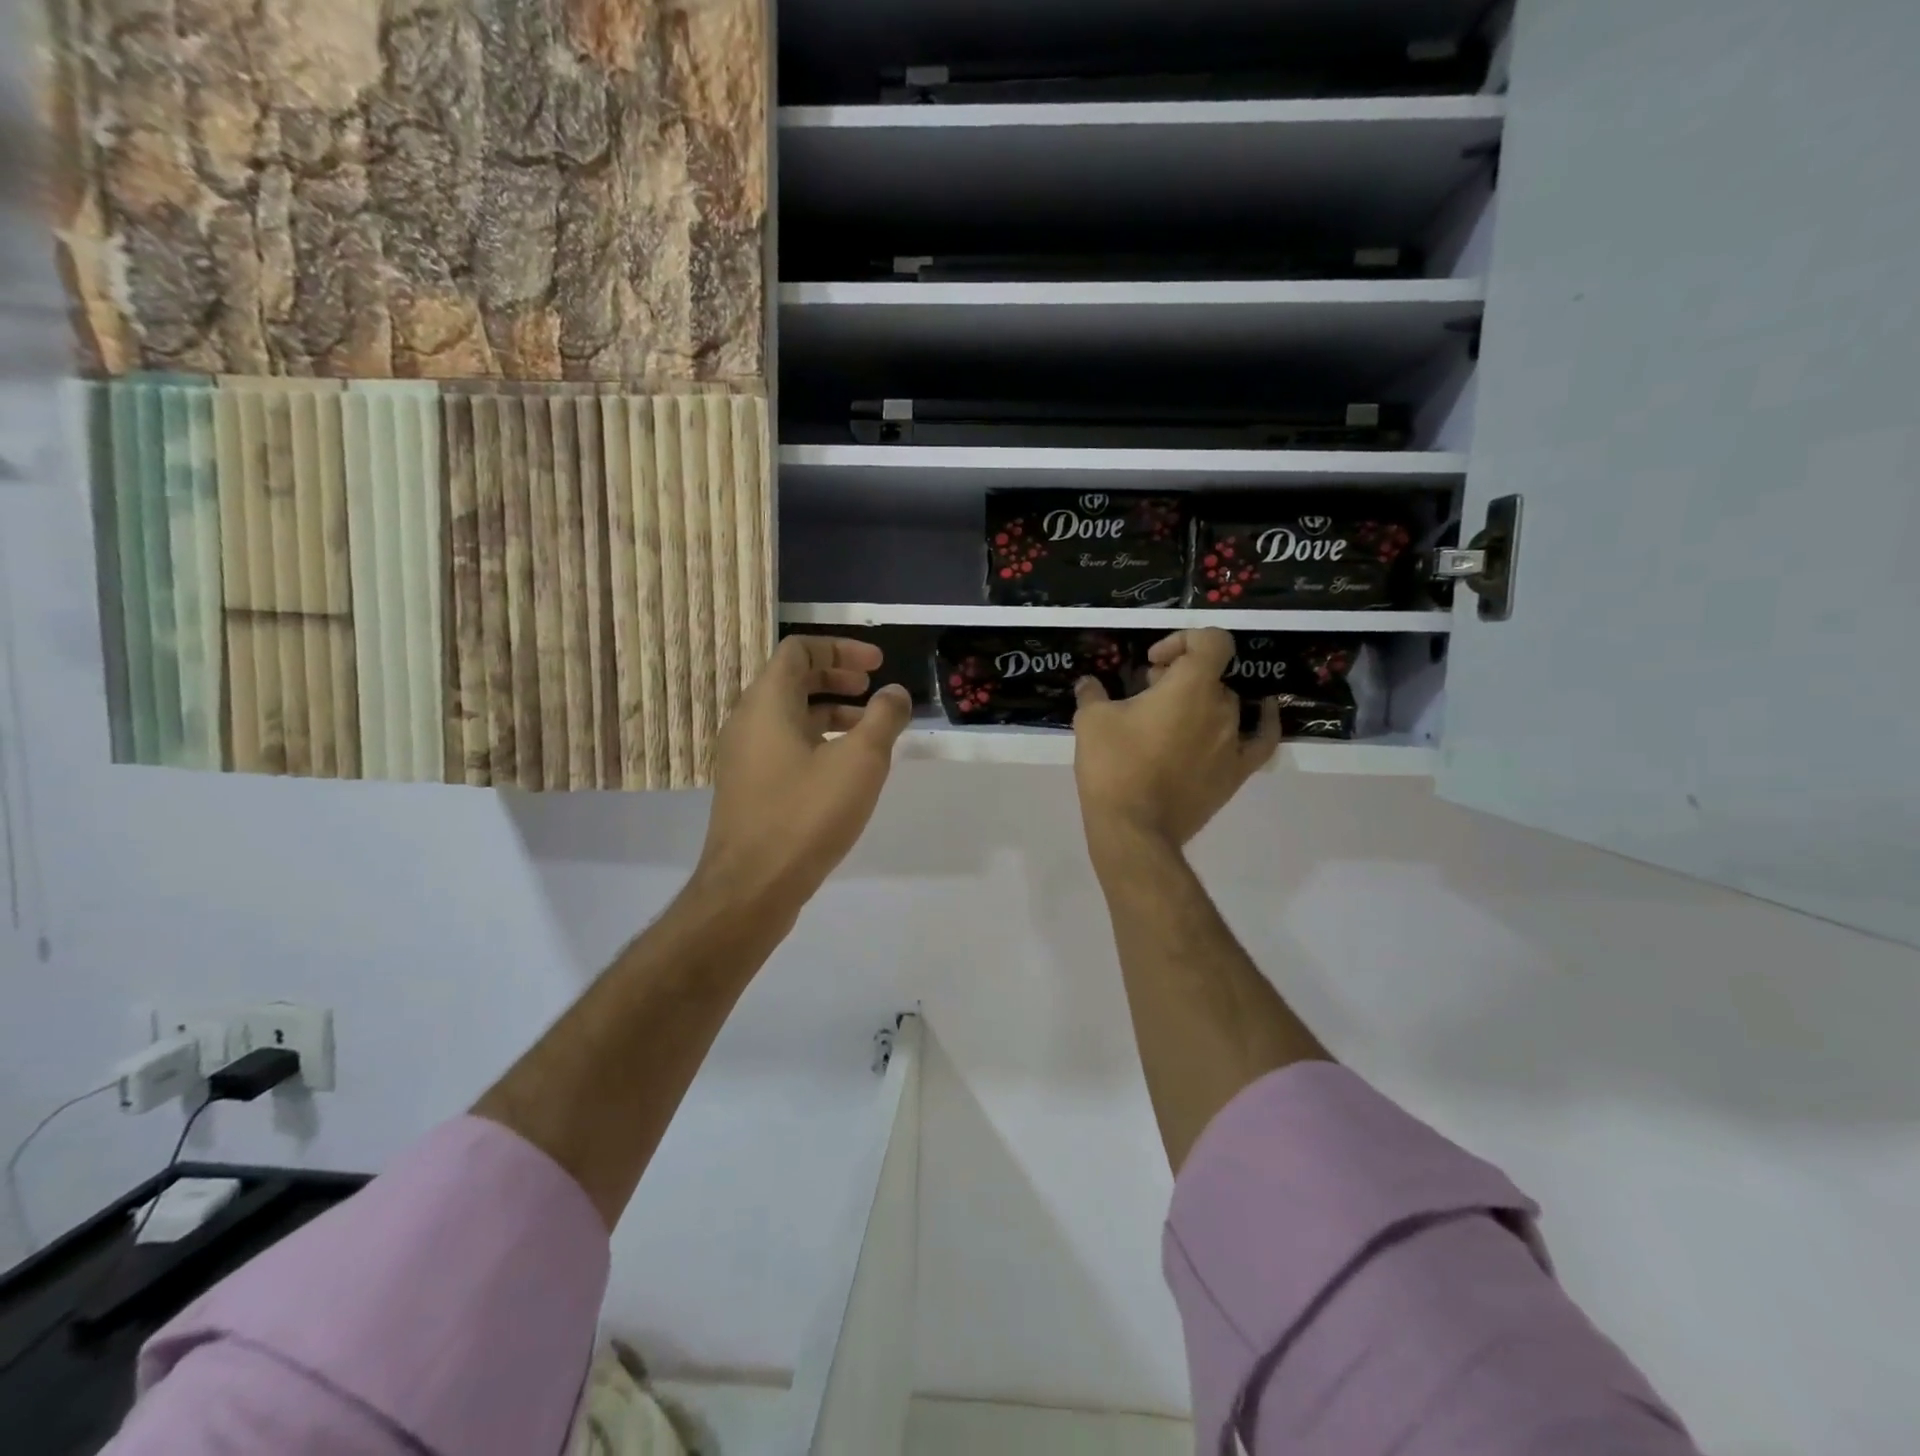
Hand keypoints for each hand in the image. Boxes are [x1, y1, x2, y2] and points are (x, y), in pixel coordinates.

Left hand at [695, 636, 912, 912]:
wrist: (751, 887)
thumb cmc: (806, 814)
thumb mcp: (860, 761)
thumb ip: (883, 718)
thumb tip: (895, 692)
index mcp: (767, 702)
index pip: (799, 650)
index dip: (841, 648)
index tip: (877, 665)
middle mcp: (748, 721)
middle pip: (793, 679)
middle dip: (837, 677)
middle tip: (873, 689)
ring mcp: (744, 756)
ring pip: (789, 716)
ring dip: (830, 712)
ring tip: (869, 730)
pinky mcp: (749, 787)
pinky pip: (784, 745)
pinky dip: (817, 741)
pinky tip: (845, 769)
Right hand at [1072, 628, 1279, 852]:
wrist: (1134, 828)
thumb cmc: (1113, 766)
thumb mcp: (1091, 720)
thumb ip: (1093, 693)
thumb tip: (1089, 683)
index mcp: (1191, 686)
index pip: (1210, 640)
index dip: (1183, 640)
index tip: (1152, 663)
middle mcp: (1222, 707)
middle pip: (1209, 675)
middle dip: (1178, 677)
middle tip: (1145, 695)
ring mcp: (1234, 741)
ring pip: (1225, 704)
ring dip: (1199, 702)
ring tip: (1169, 720)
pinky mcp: (1236, 771)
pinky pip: (1260, 739)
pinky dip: (1262, 721)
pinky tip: (1261, 712)